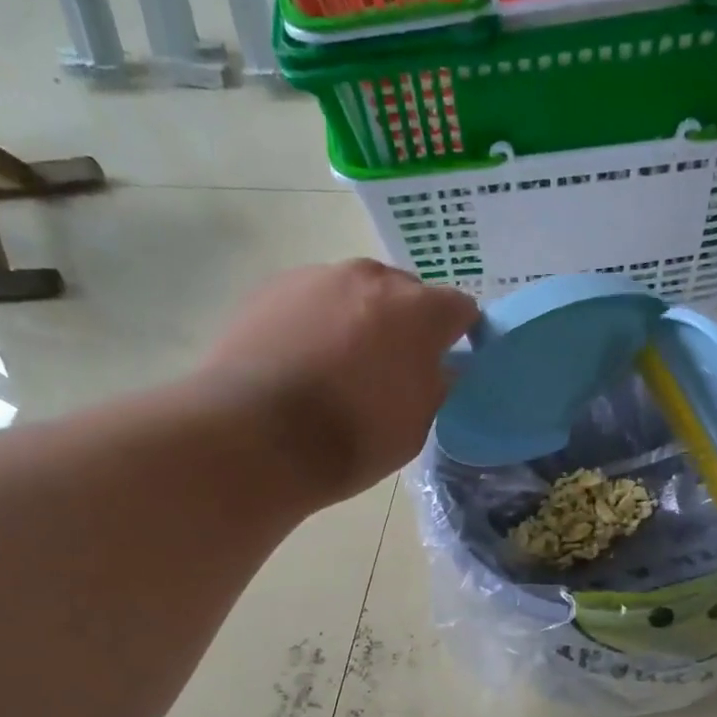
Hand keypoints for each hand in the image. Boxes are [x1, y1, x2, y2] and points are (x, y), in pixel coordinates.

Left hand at [198, 260, 476, 506]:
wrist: (256, 437)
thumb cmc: (351, 439)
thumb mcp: (416, 426)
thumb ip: (435, 386)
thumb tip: (436, 368)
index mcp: (418, 311)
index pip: (459, 308)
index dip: (458, 336)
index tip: (446, 363)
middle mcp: (370, 278)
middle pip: (404, 293)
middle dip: (405, 324)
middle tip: (390, 368)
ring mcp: (316, 277)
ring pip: (354, 293)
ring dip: (358, 319)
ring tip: (337, 366)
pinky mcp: (271, 288)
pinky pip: (311, 301)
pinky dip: (315, 323)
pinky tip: (300, 362)